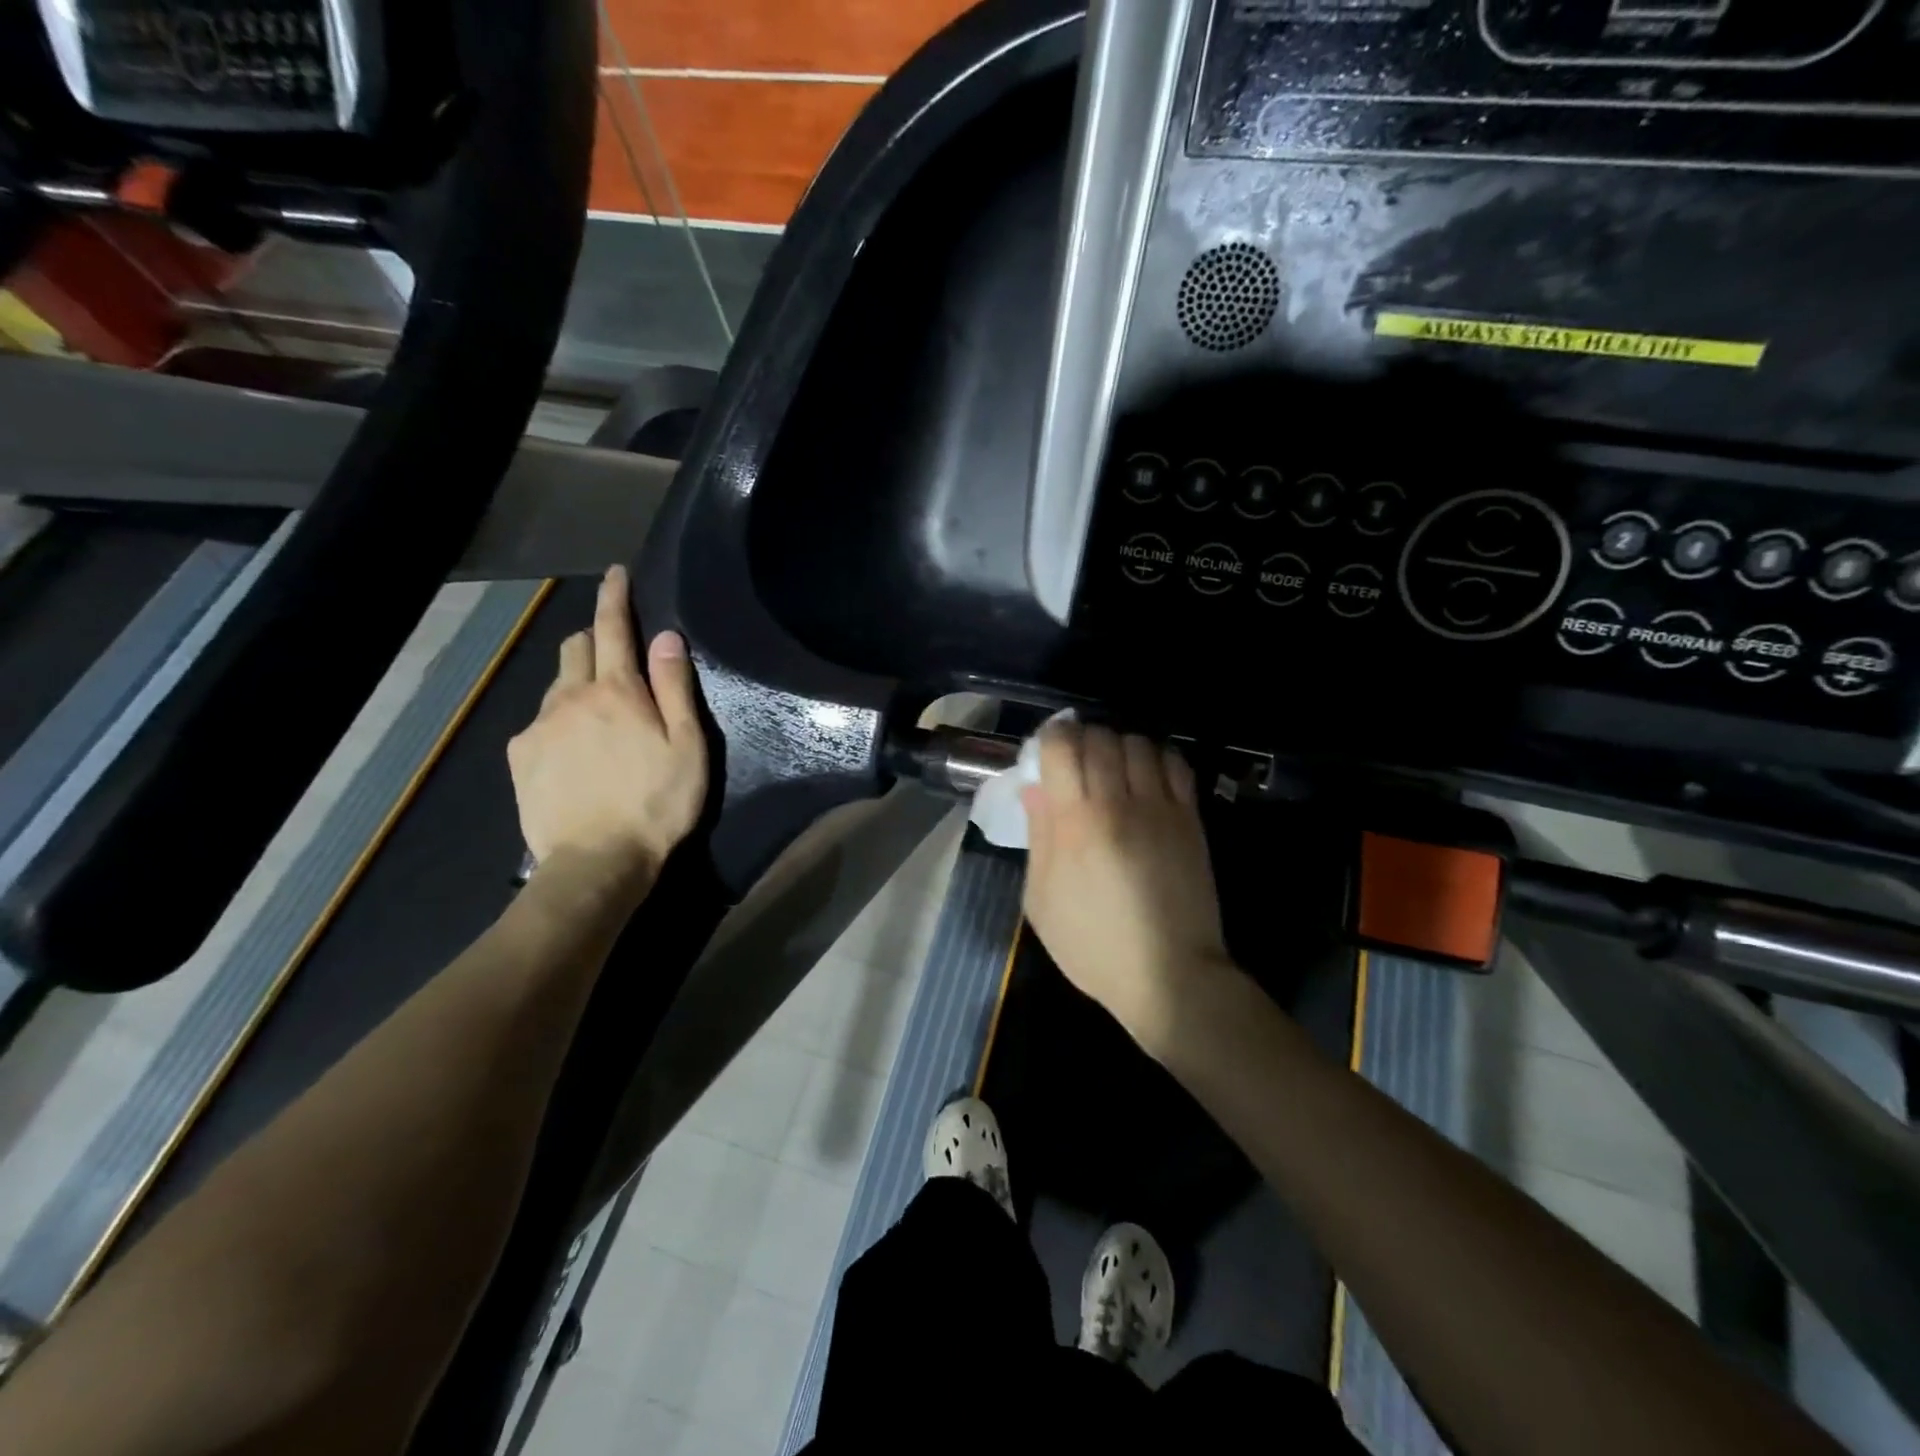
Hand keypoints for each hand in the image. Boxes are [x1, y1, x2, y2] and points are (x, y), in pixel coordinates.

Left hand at [507, 565, 707, 887]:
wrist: (597, 862)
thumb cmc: (657, 804)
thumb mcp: (687, 746)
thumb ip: (674, 688)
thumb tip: (666, 637)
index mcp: (617, 692)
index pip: (613, 628)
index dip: (615, 597)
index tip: (615, 574)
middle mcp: (570, 697)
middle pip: (574, 647)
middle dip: (593, 637)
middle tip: (615, 653)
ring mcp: (538, 726)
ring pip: (556, 685)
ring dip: (577, 683)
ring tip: (598, 714)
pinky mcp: (520, 756)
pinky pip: (539, 722)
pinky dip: (559, 720)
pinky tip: (574, 751)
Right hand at [1020, 721, 1229, 1049]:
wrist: (1169, 975)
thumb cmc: (1093, 945)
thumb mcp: (1041, 900)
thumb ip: (1038, 837)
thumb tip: (1034, 788)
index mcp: (1075, 824)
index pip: (1062, 748)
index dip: (1051, 737)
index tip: (1047, 750)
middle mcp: (1117, 804)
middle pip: (1099, 738)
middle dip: (1082, 739)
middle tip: (1077, 760)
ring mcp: (1159, 808)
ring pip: (1138, 743)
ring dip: (1119, 745)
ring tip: (1112, 768)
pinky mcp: (1190, 818)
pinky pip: (1174, 764)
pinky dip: (1156, 757)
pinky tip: (1146, 776)